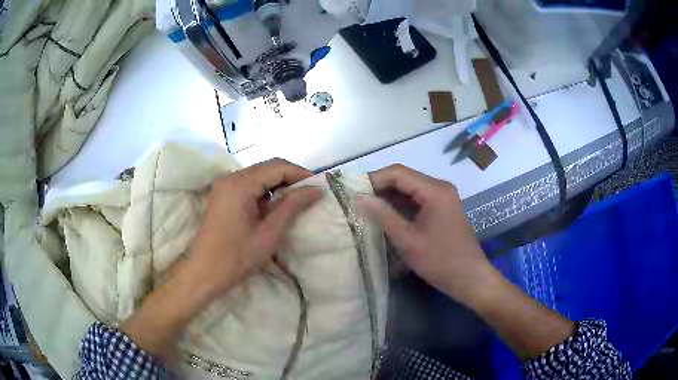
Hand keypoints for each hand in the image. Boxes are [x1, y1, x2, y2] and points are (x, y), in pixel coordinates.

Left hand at [187, 158, 321, 300]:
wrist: (205, 273)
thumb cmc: (238, 257)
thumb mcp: (269, 233)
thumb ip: (292, 206)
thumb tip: (316, 189)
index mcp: (240, 184)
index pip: (277, 167)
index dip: (300, 173)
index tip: (318, 186)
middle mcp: (230, 178)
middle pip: (266, 168)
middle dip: (290, 178)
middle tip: (309, 194)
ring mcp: (223, 186)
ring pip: (257, 175)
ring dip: (277, 185)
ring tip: (295, 202)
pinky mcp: (221, 195)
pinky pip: (247, 185)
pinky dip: (263, 191)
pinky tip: (272, 207)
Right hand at [359, 165, 574, 358]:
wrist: (470, 278)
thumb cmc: (440, 261)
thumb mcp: (408, 240)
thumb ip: (383, 216)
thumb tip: (358, 198)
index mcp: (435, 190)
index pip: (398, 172)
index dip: (373, 178)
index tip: (352, 191)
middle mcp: (440, 187)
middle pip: (404, 178)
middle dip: (379, 187)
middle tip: (356, 201)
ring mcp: (442, 198)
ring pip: (409, 189)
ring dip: (388, 197)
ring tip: (366, 208)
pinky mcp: (441, 209)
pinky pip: (416, 200)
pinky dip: (400, 206)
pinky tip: (385, 216)